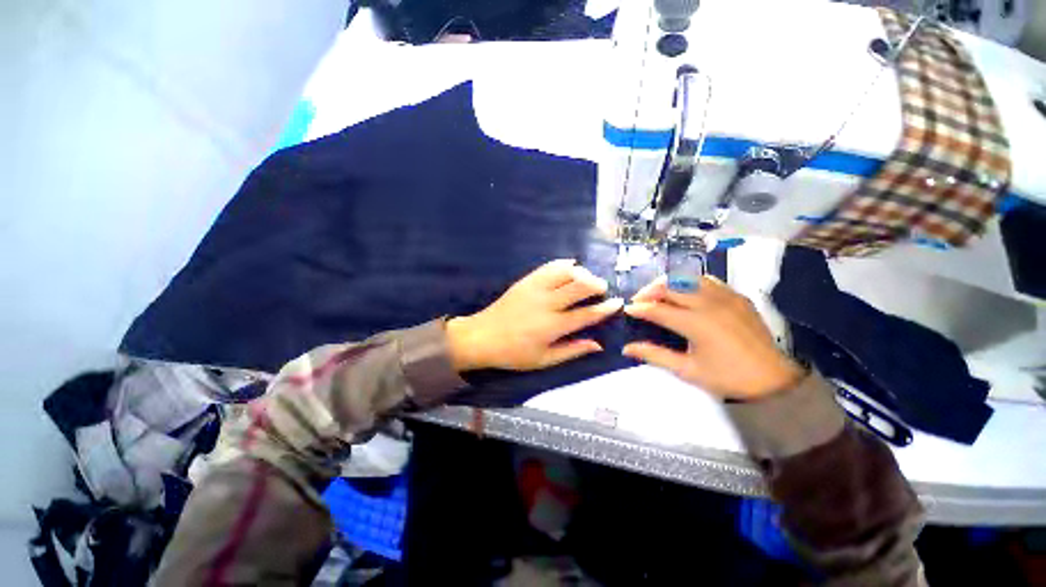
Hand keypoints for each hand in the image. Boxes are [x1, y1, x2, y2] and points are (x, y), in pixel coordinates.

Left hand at [446, 259, 622, 371]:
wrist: (482, 336)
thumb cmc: (514, 353)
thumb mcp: (544, 360)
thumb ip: (572, 350)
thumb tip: (598, 344)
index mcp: (552, 326)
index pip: (587, 314)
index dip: (605, 308)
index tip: (618, 302)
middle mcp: (547, 303)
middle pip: (580, 286)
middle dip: (597, 285)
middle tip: (602, 289)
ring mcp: (535, 288)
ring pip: (566, 272)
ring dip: (582, 273)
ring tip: (587, 279)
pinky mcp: (526, 280)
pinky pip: (549, 266)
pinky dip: (564, 264)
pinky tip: (571, 266)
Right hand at [622, 275, 804, 399]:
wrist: (772, 380)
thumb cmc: (727, 377)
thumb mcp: (687, 370)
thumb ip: (654, 355)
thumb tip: (626, 348)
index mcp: (696, 324)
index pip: (658, 309)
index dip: (639, 308)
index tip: (628, 309)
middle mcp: (709, 304)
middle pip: (670, 286)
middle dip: (649, 291)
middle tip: (640, 301)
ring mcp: (726, 296)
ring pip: (687, 278)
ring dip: (668, 283)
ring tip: (659, 294)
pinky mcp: (737, 296)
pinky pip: (707, 280)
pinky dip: (690, 283)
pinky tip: (685, 294)